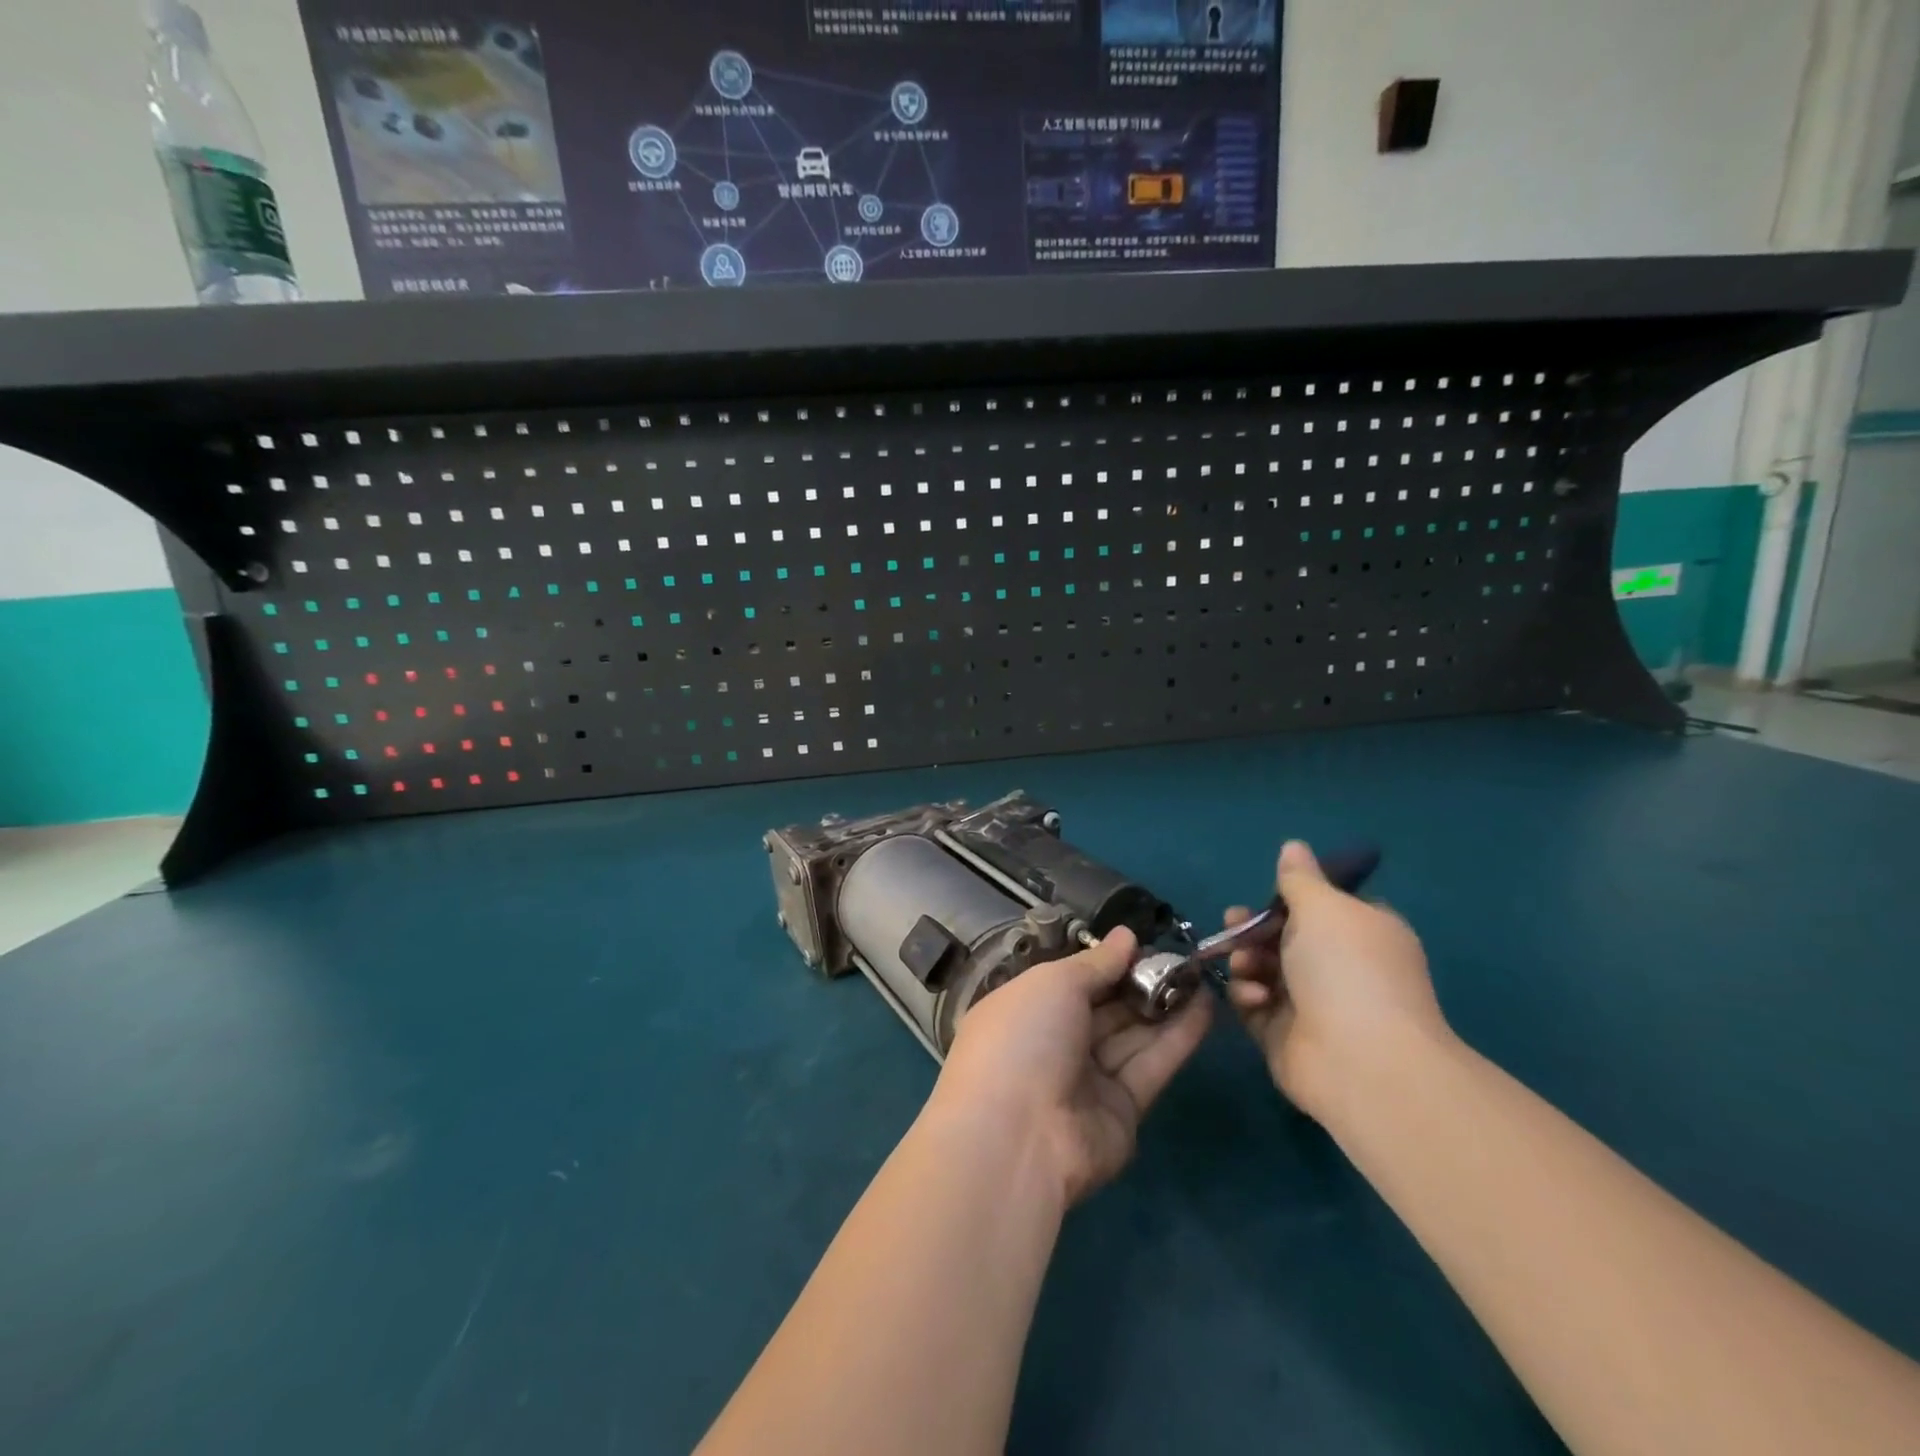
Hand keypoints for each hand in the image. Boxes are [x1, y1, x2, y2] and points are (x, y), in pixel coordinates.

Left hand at [933, 928, 1212, 1206]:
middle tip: (1184, 957)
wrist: (1018, 1137)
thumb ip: (1096, 962)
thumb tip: (1127, 935)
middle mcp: (1055, 1043)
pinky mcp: (1122, 1111)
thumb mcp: (1054, 983)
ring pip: (1132, 1035)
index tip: (1145, 942)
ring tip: (1203, 974)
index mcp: (1026, 1009)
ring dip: (1166, 1005)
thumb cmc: (1024, 1038)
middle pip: (1106, 1007)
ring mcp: (1087, 1080)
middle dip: (1141, 981)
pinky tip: (1206, 1006)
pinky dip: (1178, 1037)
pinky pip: (1151, 1065)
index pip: (1072, 980)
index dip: (1108, 962)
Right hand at [1225, 841, 1450, 1124]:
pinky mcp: (1285, 1034)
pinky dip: (1249, 995)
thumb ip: (1299, 879)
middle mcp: (1341, 967)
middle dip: (1254, 928)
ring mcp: (1313, 1004)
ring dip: (1247, 960)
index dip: (1293, 900)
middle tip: (1233, 923)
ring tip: (1244, 965)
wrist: (1359, 1061)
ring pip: (1264, 968)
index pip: (1326, 909)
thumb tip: (1293, 846)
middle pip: (1285, 936)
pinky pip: (1255, 1003)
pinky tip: (1254, 997)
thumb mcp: (1322, 908)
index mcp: (1363, 933)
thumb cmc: (1347, 970)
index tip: (1269, 897)